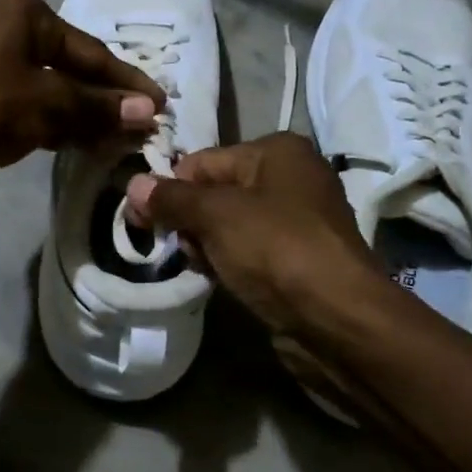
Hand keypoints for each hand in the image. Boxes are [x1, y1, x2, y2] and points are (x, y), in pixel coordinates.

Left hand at [0, 0, 165, 197]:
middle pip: (69, 64)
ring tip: (117, 136)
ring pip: (48, 84)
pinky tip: (79, 139)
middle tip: (141, 122)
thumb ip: (99, 108)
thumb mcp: (49, 106)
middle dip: (104, 97)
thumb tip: (147, 112)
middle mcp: (3, 22)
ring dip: (80, 111)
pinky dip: (53, 118)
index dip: (126, 81)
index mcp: (22, 11)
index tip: (160, 104)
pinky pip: (27, 99)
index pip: (90, 50)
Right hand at [125, 132, 381, 336]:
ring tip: (204, 267)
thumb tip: (133, 184)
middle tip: (182, 248)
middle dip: (190, 220)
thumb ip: (172, 199)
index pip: (202, 161)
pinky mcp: (298, 258)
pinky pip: (249, 250)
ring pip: (229, 225)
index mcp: (277, 151)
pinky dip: (229, 261)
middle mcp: (291, 177)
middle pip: (215, 192)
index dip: (169, 189)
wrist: (337, 319)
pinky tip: (220, 279)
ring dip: (207, 245)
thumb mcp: (216, 216)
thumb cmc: (276, 250)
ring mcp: (297, 220)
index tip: (141, 221)